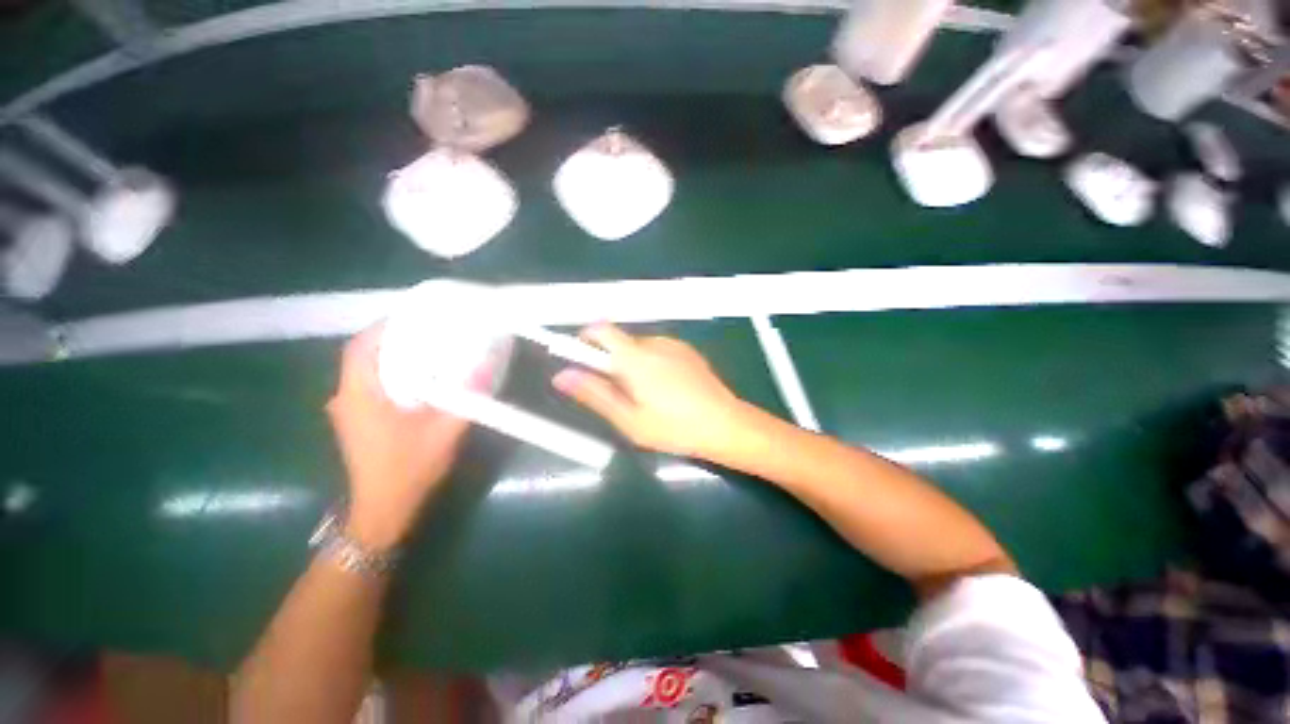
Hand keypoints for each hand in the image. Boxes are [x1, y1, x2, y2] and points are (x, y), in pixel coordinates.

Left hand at [326, 326, 470, 551]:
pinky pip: (372, 385)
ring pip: (367, 371)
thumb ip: (465, 398)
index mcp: (359, 395)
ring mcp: (349, 411)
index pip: (362, 347)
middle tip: (429, 328)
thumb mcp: (444, 432)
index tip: (415, 313)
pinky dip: (392, 373)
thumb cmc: (408, 470)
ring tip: (428, 346)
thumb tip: (484, 366)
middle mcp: (346, 398)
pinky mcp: (358, 421)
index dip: (384, 325)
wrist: (383, 511)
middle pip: (364, 355)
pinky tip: (419, 377)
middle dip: (393, 337)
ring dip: (392, 355)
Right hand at [552, 324, 745, 458]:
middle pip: (619, 340)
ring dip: (631, 363)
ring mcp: (674, 345)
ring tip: (644, 395)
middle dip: (610, 360)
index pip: (600, 329)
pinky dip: (650, 363)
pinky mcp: (688, 351)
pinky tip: (665, 389)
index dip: (585, 339)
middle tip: (617, 393)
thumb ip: (595, 394)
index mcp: (634, 357)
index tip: (581, 361)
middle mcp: (653, 342)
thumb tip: (562, 375)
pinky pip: (658, 350)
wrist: (725, 425)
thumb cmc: (673, 427)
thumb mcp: (628, 419)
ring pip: (639, 347)